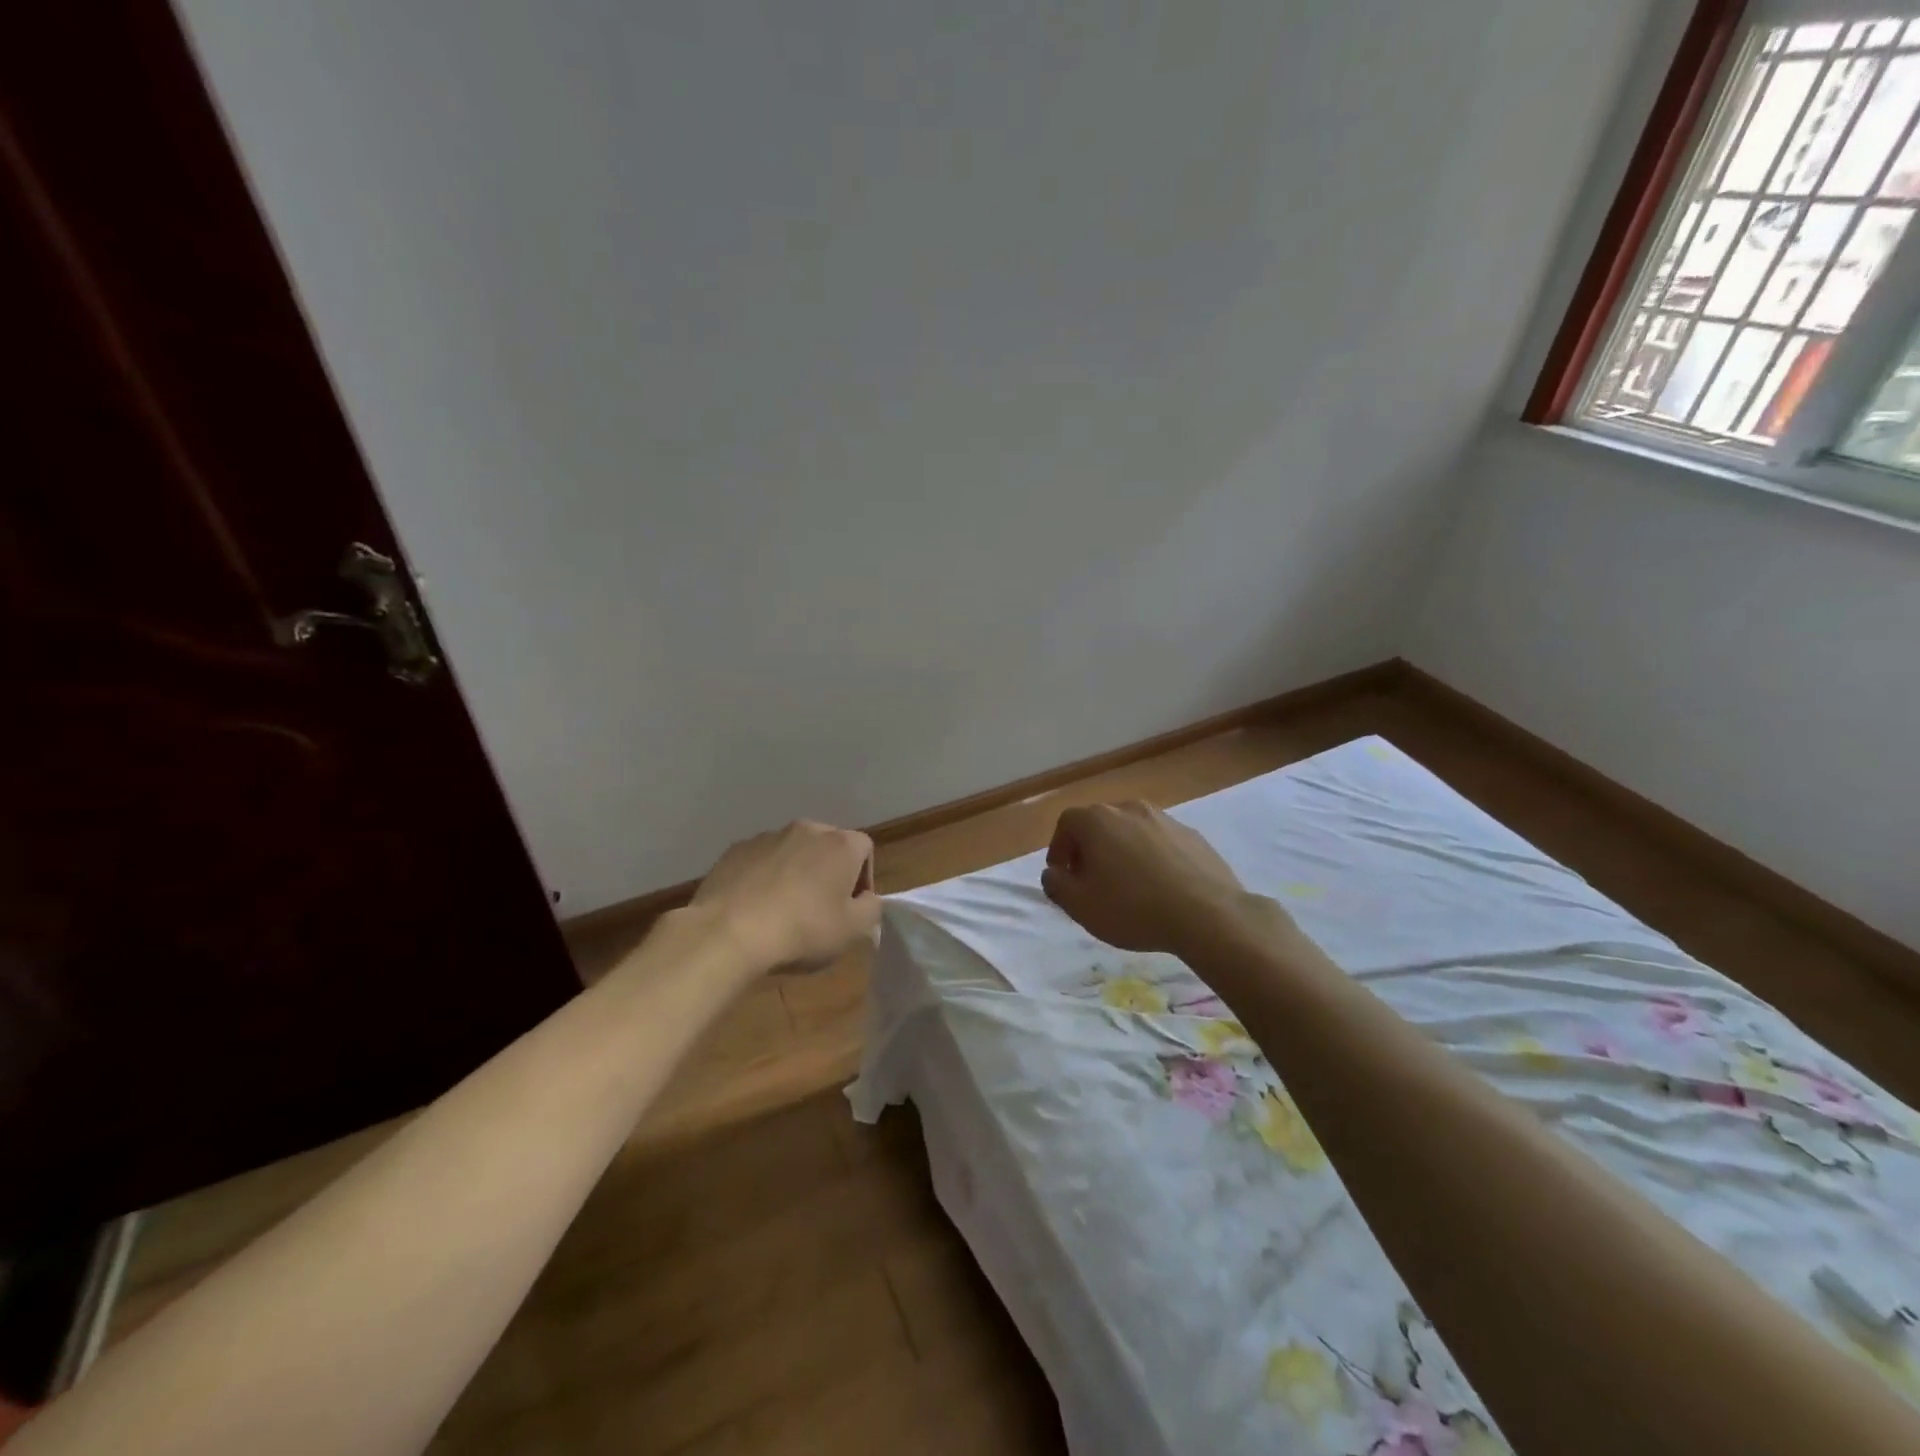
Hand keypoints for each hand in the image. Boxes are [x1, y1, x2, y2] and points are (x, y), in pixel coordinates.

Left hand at [692, 820, 880, 973]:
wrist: (728, 933)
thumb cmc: (802, 930)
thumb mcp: (853, 931)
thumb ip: (871, 909)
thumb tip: (866, 899)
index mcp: (840, 844)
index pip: (865, 849)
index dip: (863, 879)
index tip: (851, 908)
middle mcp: (806, 830)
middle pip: (828, 846)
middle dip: (829, 872)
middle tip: (821, 909)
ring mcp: (768, 837)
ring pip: (792, 852)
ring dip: (796, 873)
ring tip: (784, 910)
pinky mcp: (735, 850)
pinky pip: (761, 861)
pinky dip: (764, 877)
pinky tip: (755, 907)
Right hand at [1042, 801, 1249, 953]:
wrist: (1208, 914)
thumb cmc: (1133, 908)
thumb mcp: (1081, 906)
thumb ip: (1057, 885)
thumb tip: (1053, 873)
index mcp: (1098, 820)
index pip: (1066, 823)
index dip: (1059, 849)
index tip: (1062, 875)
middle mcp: (1130, 808)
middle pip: (1099, 824)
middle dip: (1089, 850)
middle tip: (1090, 881)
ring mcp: (1165, 819)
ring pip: (1131, 831)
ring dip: (1121, 852)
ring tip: (1127, 886)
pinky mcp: (1192, 835)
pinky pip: (1160, 842)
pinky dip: (1151, 858)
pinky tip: (1159, 887)